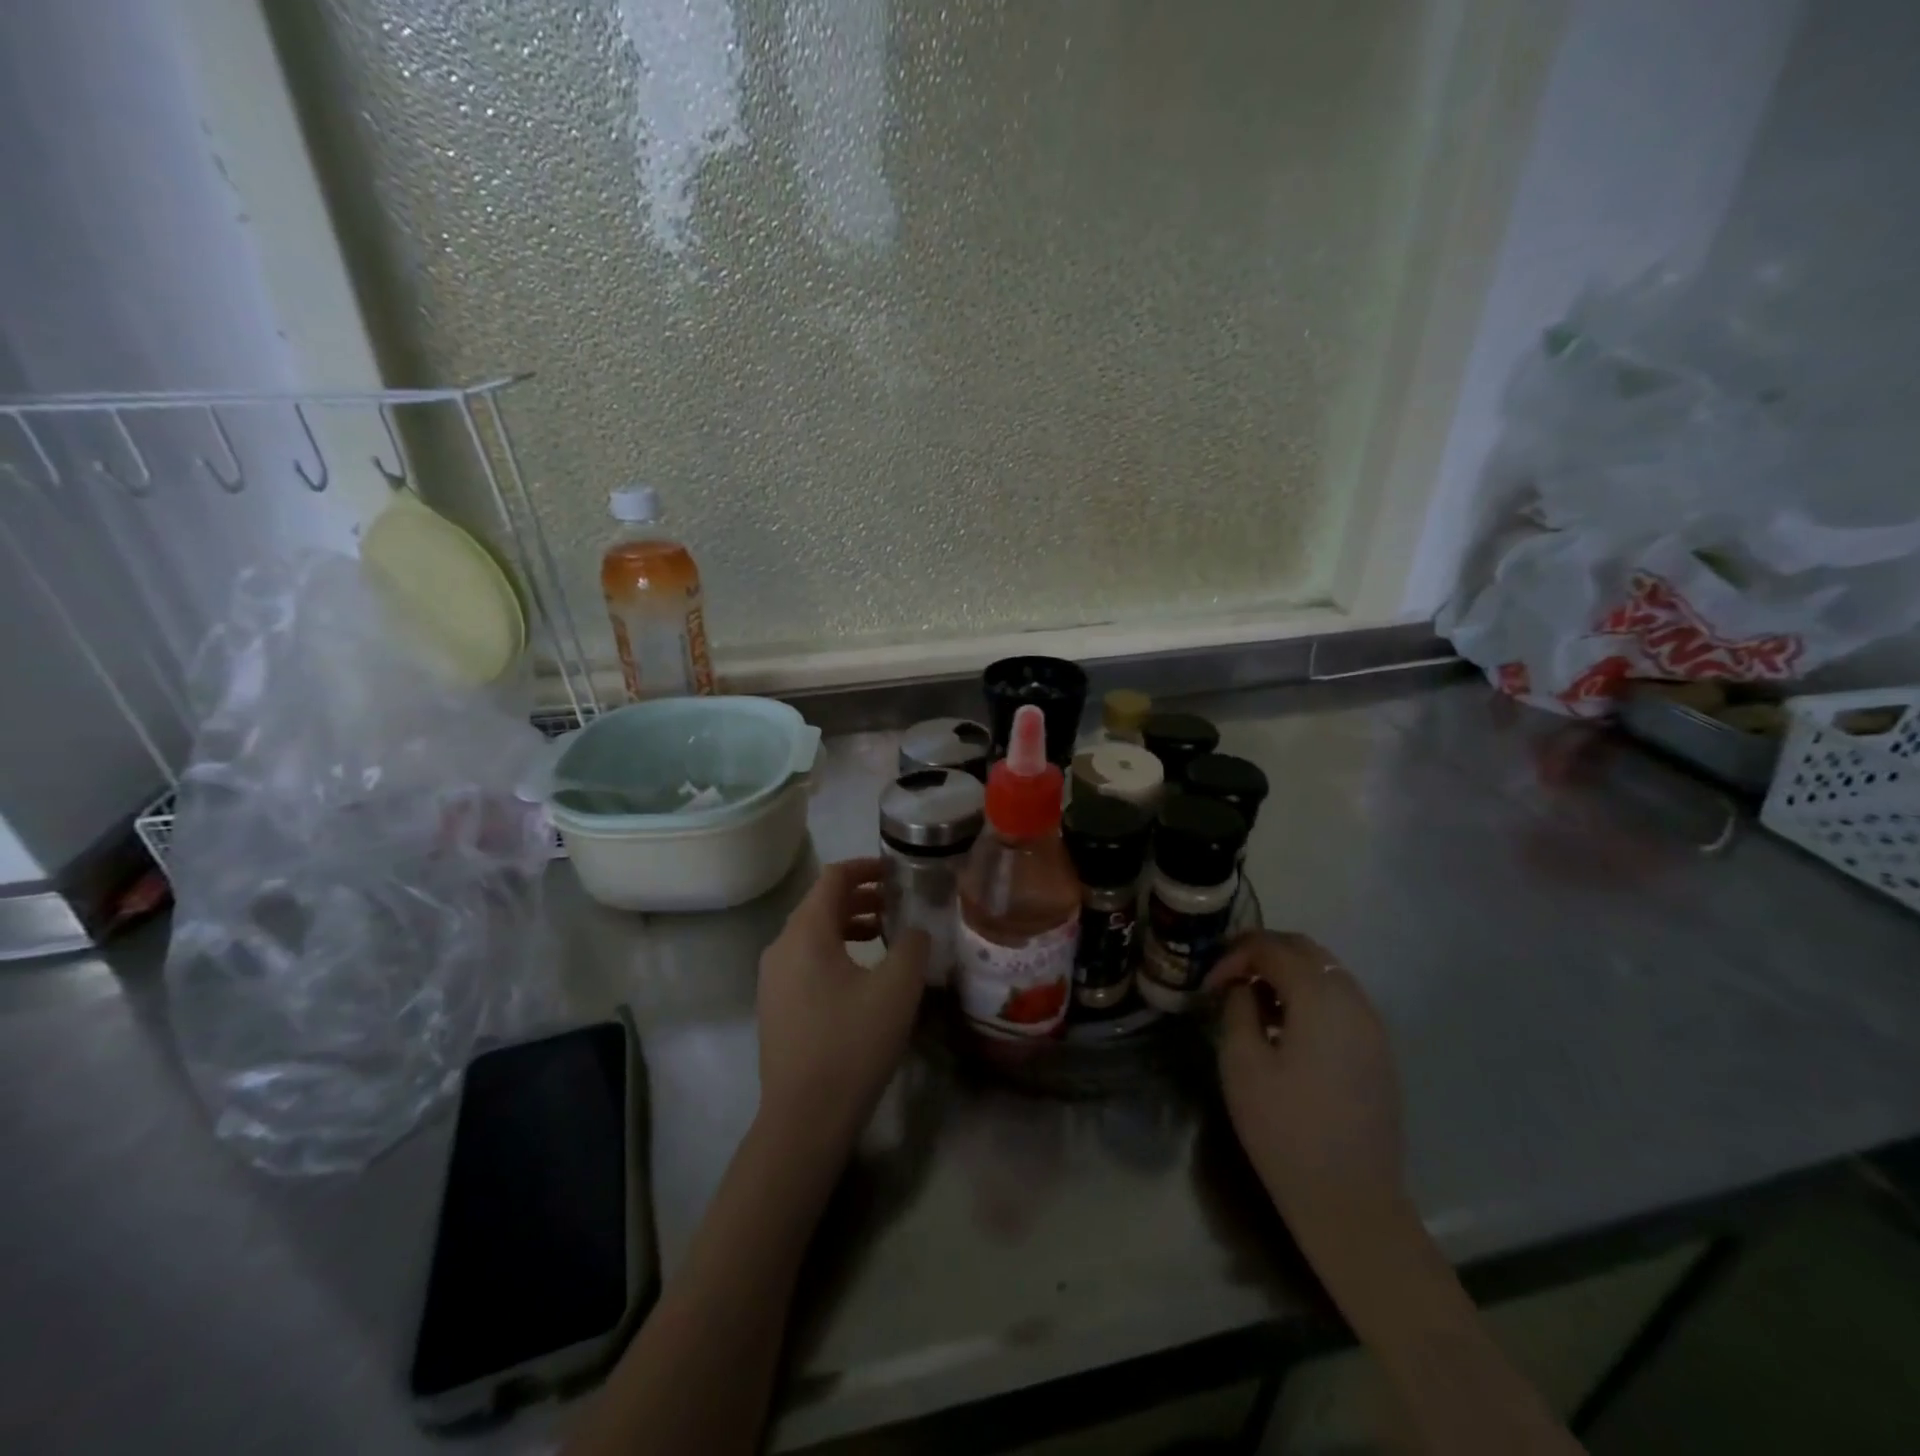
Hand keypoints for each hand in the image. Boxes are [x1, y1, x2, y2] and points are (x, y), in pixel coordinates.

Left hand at [755, 857, 927, 1149]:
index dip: (866, 867)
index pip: (833, 878)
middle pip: (821, 904)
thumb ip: (912, 945)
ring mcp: (773, 978)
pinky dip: (836, 950)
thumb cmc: (852, 1043)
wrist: (804, 1118)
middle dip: (861, 897)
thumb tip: (916, 928)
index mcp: (806, 933)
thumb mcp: (897, 989)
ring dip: (850, 925)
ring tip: (886, 935)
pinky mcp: (776, 1005)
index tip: (897, 871)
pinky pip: (806, 959)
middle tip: (899, 903)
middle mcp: (781, 947)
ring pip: (813, 934)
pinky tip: (863, 974)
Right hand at [1205, 932, 1407, 1258]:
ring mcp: (1372, 1026)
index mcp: (1319, 998)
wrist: (1350, 1200)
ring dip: (1286, 972)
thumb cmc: (1284, 1129)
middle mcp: (1353, 1000)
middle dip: (1262, 952)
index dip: (1233, 955)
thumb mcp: (1242, 1062)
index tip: (1207, 983)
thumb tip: (1240, 986)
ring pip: (1326, 972)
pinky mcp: (1378, 1051)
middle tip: (1226, 975)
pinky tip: (1284, 1026)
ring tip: (1252, 1000)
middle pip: (1305, 950)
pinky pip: (1340, 1000)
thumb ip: (1237, 1008)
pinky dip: (1308, 995)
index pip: (1272, 948)